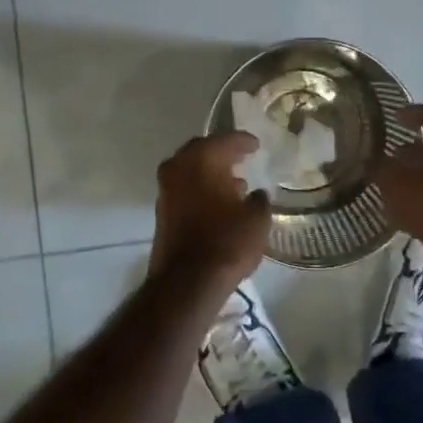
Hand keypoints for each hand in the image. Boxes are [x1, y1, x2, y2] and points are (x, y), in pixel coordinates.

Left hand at [149, 132, 271, 290]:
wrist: (188, 282)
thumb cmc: (227, 242)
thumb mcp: (257, 219)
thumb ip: (259, 200)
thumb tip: (257, 194)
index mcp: (202, 160)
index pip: (225, 140)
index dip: (243, 141)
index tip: (256, 145)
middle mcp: (178, 168)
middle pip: (202, 151)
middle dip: (222, 153)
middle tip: (241, 157)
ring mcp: (166, 191)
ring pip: (190, 171)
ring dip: (210, 173)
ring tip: (235, 183)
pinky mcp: (162, 212)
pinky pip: (185, 189)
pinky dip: (200, 189)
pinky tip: (219, 203)